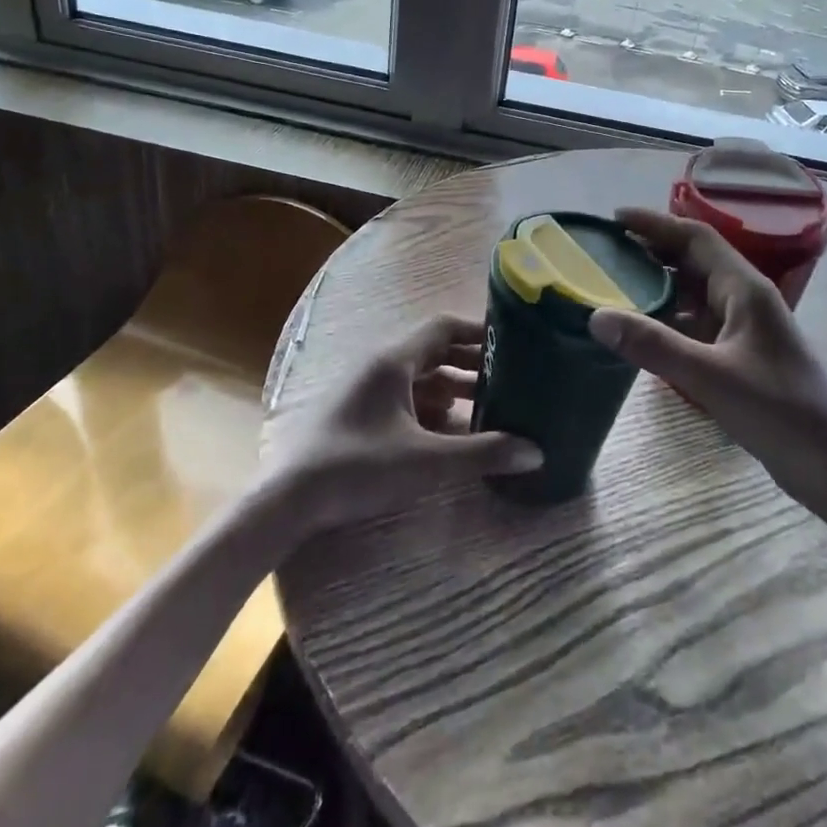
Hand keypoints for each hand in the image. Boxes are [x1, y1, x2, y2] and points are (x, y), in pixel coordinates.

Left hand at [262, 314, 541, 537]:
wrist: (290, 499)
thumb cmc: (358, 467)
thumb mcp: (426, 462)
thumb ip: (482, 454)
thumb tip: (536, 452)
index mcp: (394, 361)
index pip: (443, 328)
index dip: (478, 331)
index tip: (511, 341)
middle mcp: (380, 366)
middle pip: (434, 352)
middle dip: (471, 363)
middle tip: (509, 377)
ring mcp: (366, 390)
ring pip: (419, 378)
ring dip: (453, 388)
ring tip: (489, 406)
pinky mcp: (359, 413)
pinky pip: (404, 398)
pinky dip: (431, 408)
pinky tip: (451, 433)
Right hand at [588, 208, 826, 500]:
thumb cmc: (779, 411)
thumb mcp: (710, 376)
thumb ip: (653, 345)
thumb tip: (595, 316)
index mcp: (744, 288)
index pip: (695, 237)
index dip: (655, 223)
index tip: (614, 218)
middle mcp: (744, 299)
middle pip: (693, 260)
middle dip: (651, 250)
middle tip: (606, 251)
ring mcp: (743, 327)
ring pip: (693, 292)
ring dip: (657, 285)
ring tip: (613, 286)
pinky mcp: (740, 355)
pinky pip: (695, 323)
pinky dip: (666, 319)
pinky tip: (641, 331)